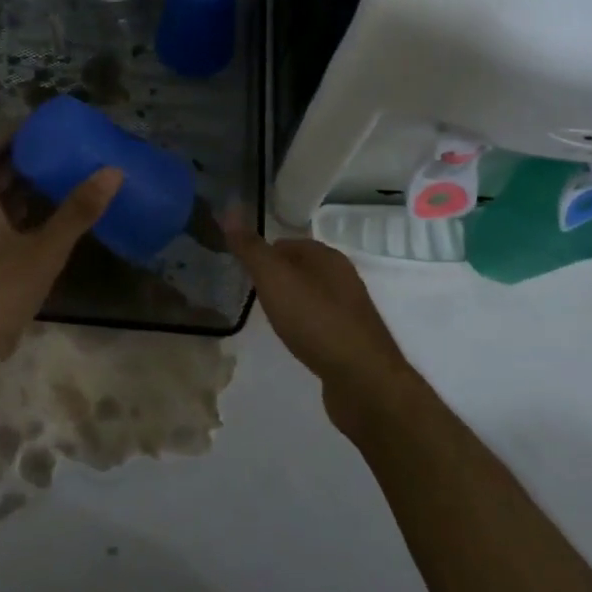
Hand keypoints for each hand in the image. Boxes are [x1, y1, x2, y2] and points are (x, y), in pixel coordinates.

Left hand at [0, 140, 120, 388]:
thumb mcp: (42, 251)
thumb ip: (77, 212)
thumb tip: (112, 171)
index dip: (16, 134)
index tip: (49, 127)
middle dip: (27, 160)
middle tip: (67, 151)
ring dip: (26, 191)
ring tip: (67, 180)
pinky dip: (22, 219)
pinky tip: (52, 226)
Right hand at [225, 220, 416, 421]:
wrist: (363, 380)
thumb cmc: (315, 321)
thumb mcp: (275, 279)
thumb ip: (251, 248)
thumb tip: (228, 211)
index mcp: (327, 256)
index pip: (286, 243)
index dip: (262, 254)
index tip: (241, 272)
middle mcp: (343, 277)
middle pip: (301, 268)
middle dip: (276, 278)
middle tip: (251, 295)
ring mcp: (350, 310)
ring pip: (311, 295)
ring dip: (291, 303)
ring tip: (270, 318)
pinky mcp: (352, 339)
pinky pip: (321, 322)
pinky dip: (305, 326)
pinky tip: (296, 340)